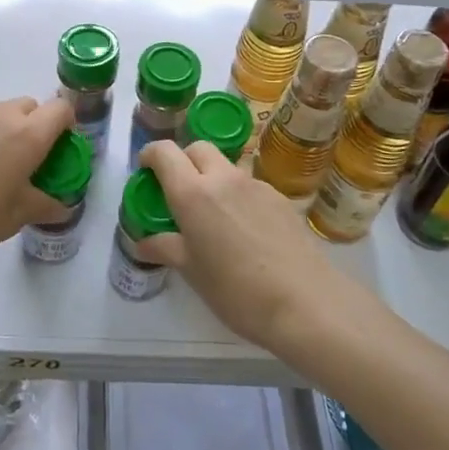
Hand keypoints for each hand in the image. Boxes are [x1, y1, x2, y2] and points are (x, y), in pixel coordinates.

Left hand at [0, 96, 75, 267]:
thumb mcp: (15, 218)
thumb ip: (45, 205)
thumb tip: (63, 206)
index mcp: (27, 135)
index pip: (61, 110)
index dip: (66, 126)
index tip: (58, 151)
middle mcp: (0, 115)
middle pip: (29, 107)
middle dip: (34, 127)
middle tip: (23, 162)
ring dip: (2, 131)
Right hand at [135, 139, 344, 353]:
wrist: (304, 301)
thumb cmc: (236, 291)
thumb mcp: (193, 273)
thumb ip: (166, 248)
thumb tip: (143, 242)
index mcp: (193, 193)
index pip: (165, 152)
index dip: (150, 155)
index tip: (145, 171)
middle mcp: (223, 178)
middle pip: (197, 148)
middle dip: (183, 161)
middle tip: (179, 191)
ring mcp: (255, 184)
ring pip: (225, 165)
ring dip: (212, 177)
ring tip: (214, 215)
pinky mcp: (279, 196)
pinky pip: (249, 184)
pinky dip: (237, 194)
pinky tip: (245, 229)